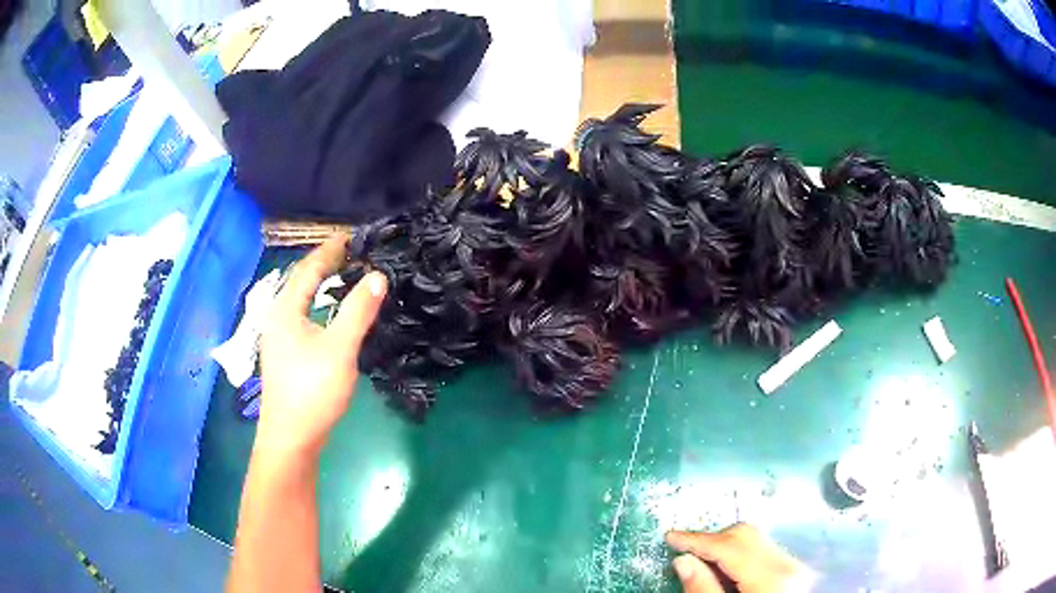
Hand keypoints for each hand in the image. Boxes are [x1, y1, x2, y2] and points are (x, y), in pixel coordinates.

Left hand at [258, 235, 387, 459]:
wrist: (291, 437)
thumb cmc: (312, 390)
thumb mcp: (339, 349)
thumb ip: (358, 311)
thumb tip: (377, 276)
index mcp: (285, 309)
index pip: (309, 268)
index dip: (330, 250)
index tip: (352, 236)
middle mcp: (277, 317)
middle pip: (301, 281)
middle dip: (325, 263)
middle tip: (353, 252)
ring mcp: (279, 337)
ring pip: (301, 300)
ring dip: (321, 284)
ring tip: (345, 275)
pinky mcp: (285, 354)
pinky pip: (302, 315)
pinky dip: (319, 304)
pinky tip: (331, 312)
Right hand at [667, 523, 812, 592]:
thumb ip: (703, 590)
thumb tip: (682, 560)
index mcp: (770, 577)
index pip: (730, 546)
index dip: (697, 540)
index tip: (671, 537)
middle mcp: (787, 564)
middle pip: (745, 535)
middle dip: (712, 540)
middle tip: (685, 553)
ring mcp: (793, 566)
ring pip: (755, 540)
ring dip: (725, 547)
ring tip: (703, 564)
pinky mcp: (793, 571)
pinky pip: (763, 551)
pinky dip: (740, 555)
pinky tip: (726, 572)